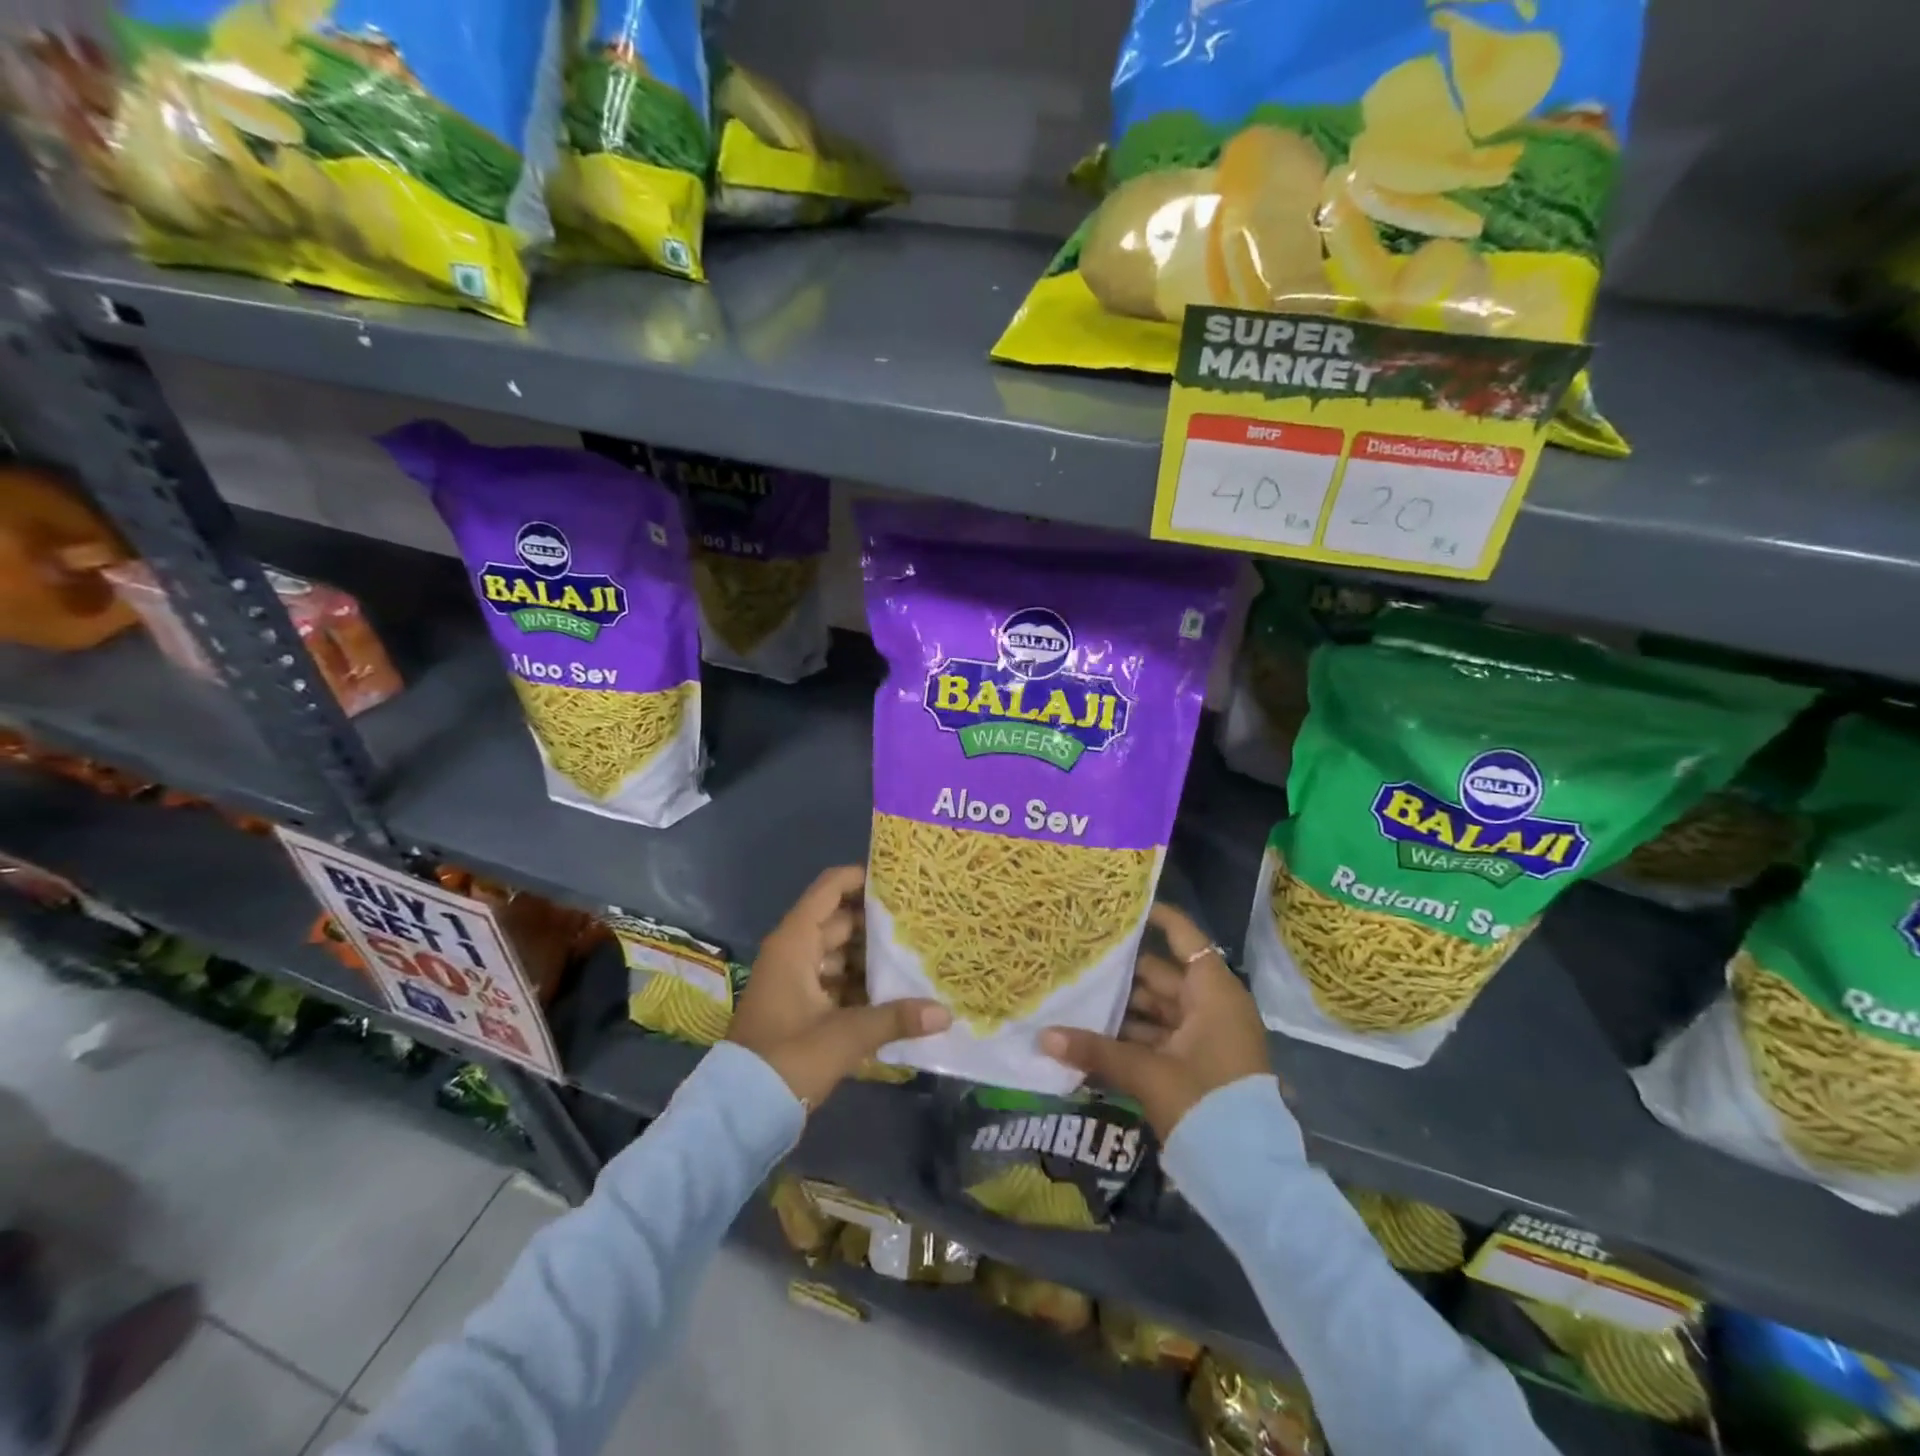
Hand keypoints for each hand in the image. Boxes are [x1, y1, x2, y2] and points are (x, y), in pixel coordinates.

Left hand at [728, 865, 950, 1109]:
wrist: (740, 1112)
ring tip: (916, 954)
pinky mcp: (801, 1008)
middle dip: (878, 922)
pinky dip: (861, 984)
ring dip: (872, 957)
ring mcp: (796, 981)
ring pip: (840, 954)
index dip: (861, 878)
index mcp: (795, 942)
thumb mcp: (845, 1036)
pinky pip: (836, 981)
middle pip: (840, 921)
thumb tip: (944, 1013)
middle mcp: (794, 953)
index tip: (900, 882)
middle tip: (921, 921)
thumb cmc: (787, 1059)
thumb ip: (895, 1018)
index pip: (830, 889)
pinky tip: (896, 993)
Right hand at [1040, 903, 1272, 1141]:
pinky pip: (1159, 1038)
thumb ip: (1095, 1051)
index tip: (1120, 907)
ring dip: (1122, 1008)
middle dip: (1122, 971)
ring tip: (1077, 997)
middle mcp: (1211, 1007)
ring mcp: (1205, 1037)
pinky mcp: (1196, 1065)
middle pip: (1161, 975)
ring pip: (1157, 1009)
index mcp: (1212, 993)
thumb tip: (1043, 1036)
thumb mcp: (1148, 1073)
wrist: (1250, 1176)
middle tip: (1080, 957)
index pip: (1184, 938)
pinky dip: (1131, 1038)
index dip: (1157, 918)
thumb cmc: (1206, 1103)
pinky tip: (1093, 1038)